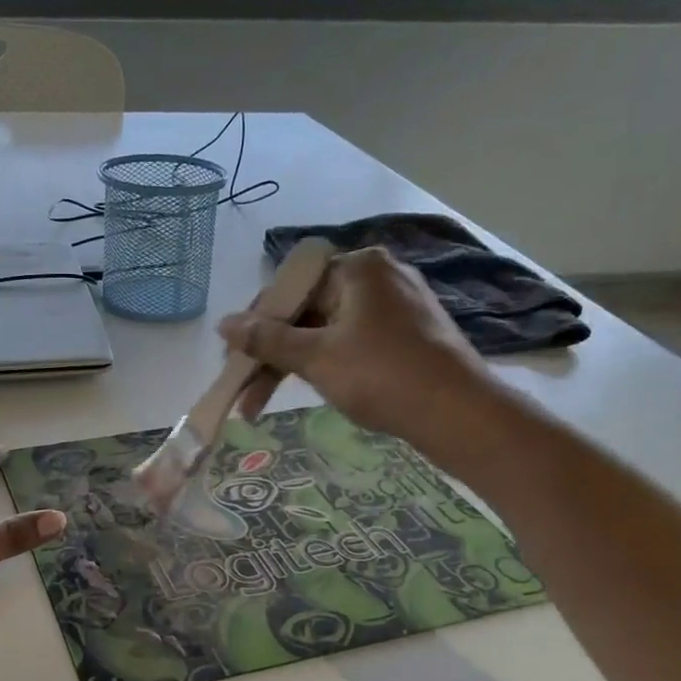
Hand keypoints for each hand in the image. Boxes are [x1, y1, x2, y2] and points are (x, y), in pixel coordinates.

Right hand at [221, 246, 496, 451]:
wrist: (457, 412)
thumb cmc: (382, 375)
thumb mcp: (316, 356)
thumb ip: (267, 339)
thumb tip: (223, 324)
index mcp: (357, 267)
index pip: (289, 289)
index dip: (255, 325)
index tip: (234, 359)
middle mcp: (378, 276)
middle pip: (306, 312)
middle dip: (271, 355)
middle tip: (244, 392)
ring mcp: (396, 305)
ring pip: (327, 331)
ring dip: (293, 366)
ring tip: (262, 405)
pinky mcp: (407, 334)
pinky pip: (351, 342)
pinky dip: (325, 364)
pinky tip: (310, 389)